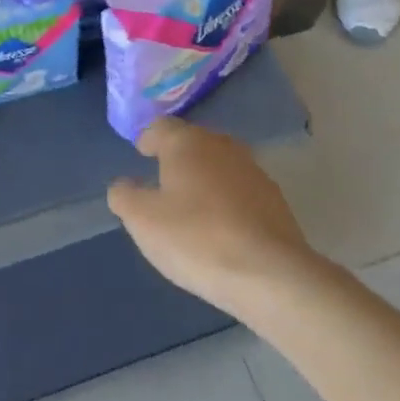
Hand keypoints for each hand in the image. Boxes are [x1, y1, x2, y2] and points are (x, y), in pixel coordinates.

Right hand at [107, 119, 316, 317]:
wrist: (269, 274)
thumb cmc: (195, 238)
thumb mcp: (142, 220)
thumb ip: (124, 196)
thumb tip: (124, 184)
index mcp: (187, 143)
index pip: (162, 127)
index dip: (148, 138)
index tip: (141, 153)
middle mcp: (223, 146)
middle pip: (194, 142)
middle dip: (177, 156)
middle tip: (162, 179)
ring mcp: (254, 171)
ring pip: (219, 165)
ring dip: (204, 178)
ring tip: (190, 205)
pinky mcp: (275, 200)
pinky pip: (240, 190)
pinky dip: (226, 200)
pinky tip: (220, 227)